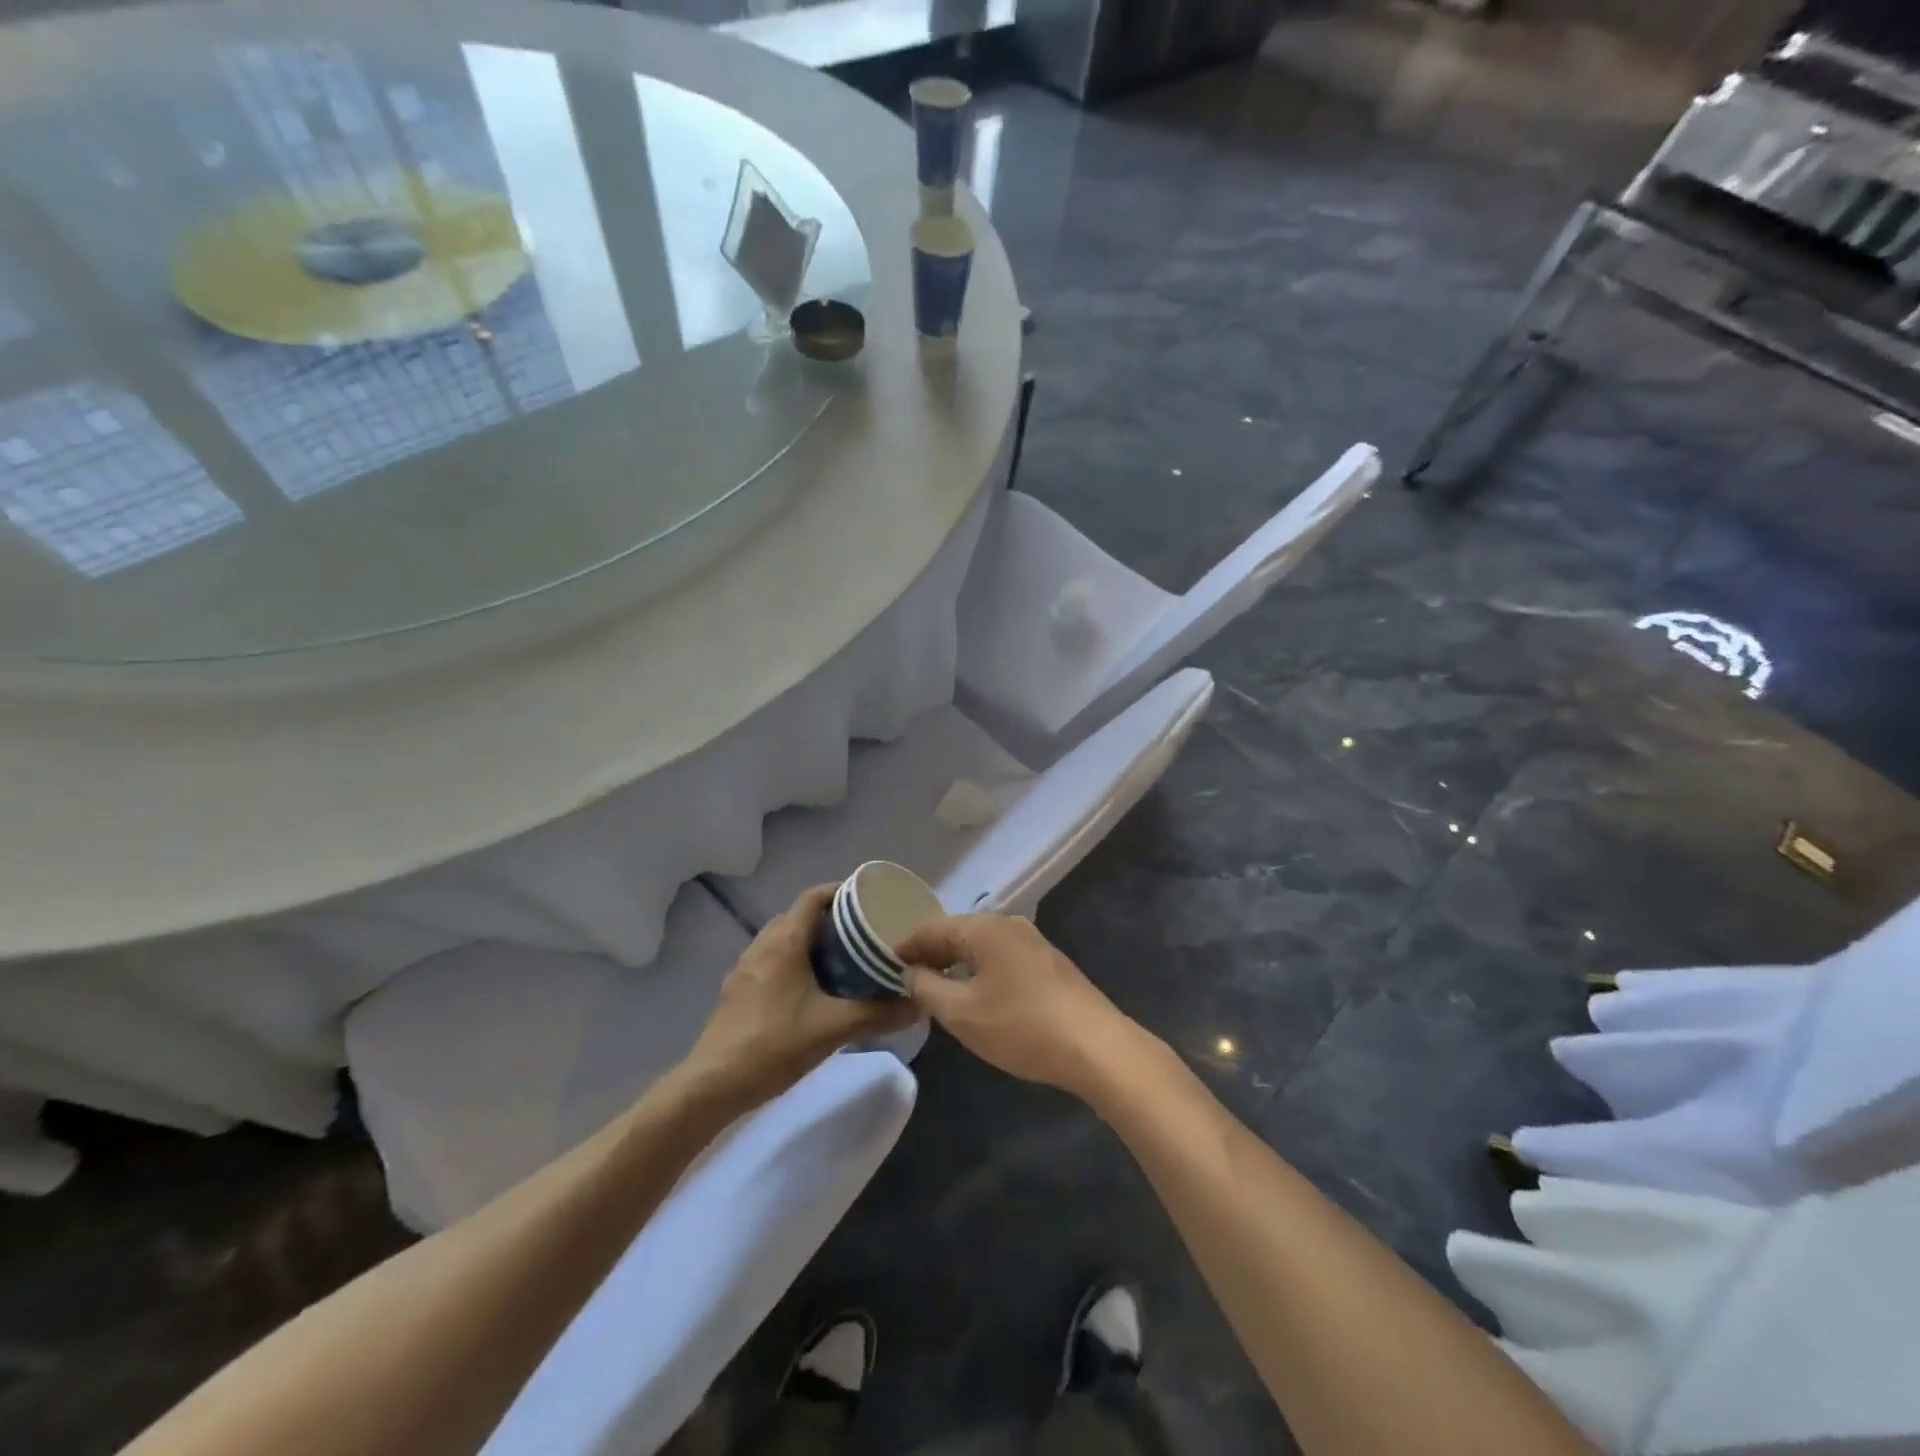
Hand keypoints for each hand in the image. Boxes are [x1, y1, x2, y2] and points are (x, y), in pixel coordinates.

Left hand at [681, 884, 918, 1109]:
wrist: (711, 1085)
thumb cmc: (774, 1045)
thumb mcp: (833, 1029)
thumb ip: (878, 1014)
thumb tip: (919, 1004)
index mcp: (784, 942)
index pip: (813, 896)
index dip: (841, 891)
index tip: (869, 900)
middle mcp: (762, 945)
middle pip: (800, 916)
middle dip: (831, 919)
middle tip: (864, 934)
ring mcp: (745, 968)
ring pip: (784, 940)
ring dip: (812, 942)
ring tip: (844, 960)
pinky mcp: (738, 991)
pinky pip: (772, 961)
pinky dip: (795, 963)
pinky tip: (813, 991)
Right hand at [895, 914, 1142, 1098]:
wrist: (1096, 1046)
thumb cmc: (1021, 1026)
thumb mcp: (962, 1014)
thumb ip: (928, 989)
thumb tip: (910, 973)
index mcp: (984, 927)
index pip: (931, 928)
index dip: (906, 946)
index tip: (883, 965)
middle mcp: (1008, 924)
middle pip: (957, 933)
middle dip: (931, 955)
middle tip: (905, 980)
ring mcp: (1032, 942)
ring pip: (981, 947)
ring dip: (956, 964)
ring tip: (934, 990)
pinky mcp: (1048, 963)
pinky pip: (1001, 958)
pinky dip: (979, 971)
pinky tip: (975, 995)